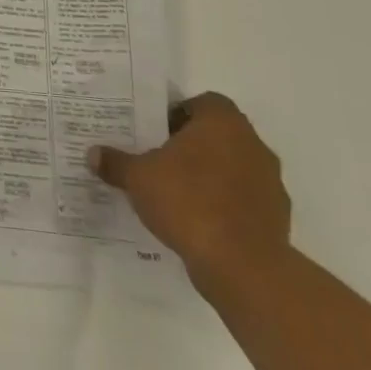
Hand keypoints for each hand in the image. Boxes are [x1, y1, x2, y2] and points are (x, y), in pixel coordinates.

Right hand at [87, 91, 290, 292]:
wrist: (243, 266)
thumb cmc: (188, 202)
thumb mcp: (138, 178)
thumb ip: (116, 162)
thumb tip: (92, 154)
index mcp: (222, 122)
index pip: (202, 103)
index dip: (178, 115)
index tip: (156, 133)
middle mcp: (252, 144)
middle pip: (218, 135)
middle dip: (190, 146)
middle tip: (159, 161)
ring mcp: (270, 183)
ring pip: (233, 168)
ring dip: (210, 177)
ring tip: (177, 195)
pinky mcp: (277, 218)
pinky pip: (243, 201)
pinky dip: (224, 206)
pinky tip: (199, 222)